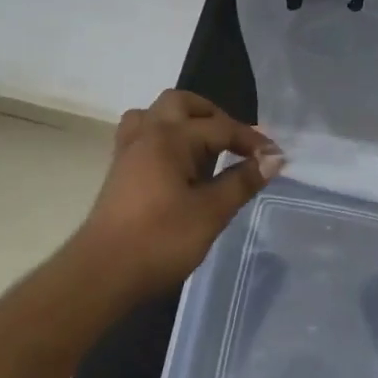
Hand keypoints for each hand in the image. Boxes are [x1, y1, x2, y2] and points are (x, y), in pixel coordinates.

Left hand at [68, 90, 284, 302]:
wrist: (101, 274)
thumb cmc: (159, 240)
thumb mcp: (211, 213)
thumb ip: (242, 181)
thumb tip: (272, 159)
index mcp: (170, 137)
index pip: (220, 127)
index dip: (252, 141)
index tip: (276, 157)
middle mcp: (147, 134)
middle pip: (181, 103)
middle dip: (213, 116)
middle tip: (235, 143)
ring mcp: (129, 151)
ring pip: (156, 115)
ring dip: (184, 122)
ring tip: (205, 148)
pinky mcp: (120, 171)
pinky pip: (144, 135)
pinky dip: (166, 138)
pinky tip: (180, 166)